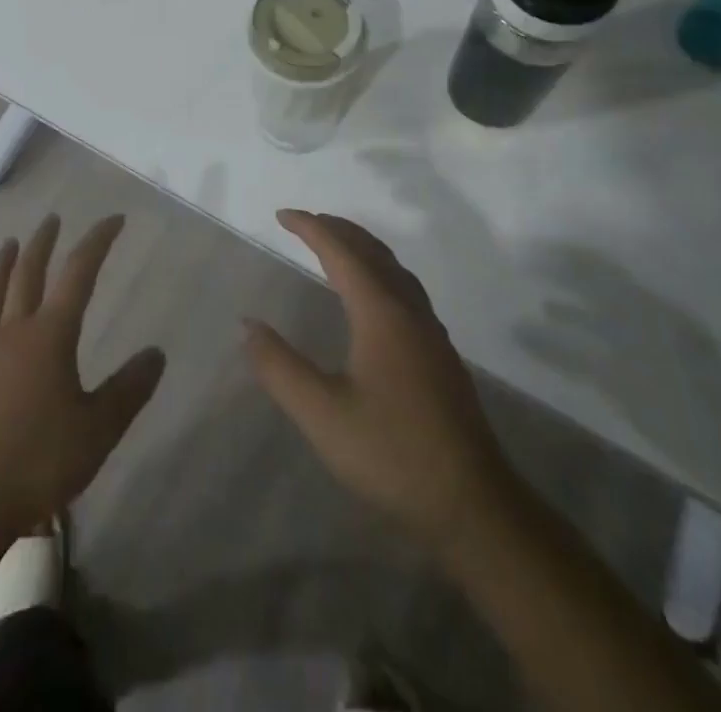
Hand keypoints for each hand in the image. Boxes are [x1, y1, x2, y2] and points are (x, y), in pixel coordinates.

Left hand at [0, 213, 165, 546]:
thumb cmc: (39, 462)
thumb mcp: (99, 429)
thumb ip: (129, 389)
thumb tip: (156, 353)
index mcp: (51, 335)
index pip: (79, 273)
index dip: (97, 241)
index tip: (114, 220)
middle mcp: (14, 331)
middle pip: (28, 273)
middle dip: (44, 242)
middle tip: (54, 219)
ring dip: (3, 263)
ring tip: (10, 243)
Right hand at [244, 209, 511, 554]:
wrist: (473, 505)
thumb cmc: (392, 454)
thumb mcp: (321, 414)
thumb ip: (280, 367)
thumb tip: (247, 324)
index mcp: (381, 313)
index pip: (341, 252)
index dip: (311, 228)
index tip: (281, 215)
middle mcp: (409, 311)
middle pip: (372, 251)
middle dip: (338, 229)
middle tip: (305, 221)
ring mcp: (430, 332)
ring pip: (394, 269)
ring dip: (361, 247)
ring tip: (335, 246)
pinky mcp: (440, 355)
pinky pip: (405, 289)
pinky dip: (379, 271)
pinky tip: (373, 297)